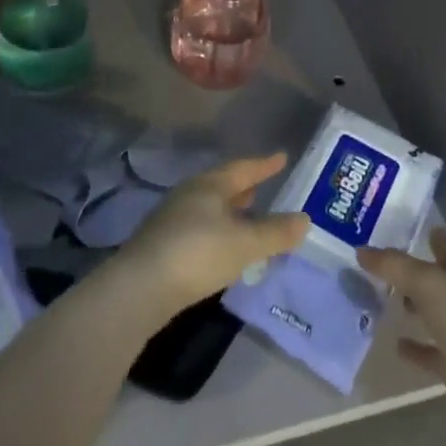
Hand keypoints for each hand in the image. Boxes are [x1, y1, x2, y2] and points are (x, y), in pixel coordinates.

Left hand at [116, 153, 309, 319]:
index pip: (243, 168)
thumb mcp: (245, 244)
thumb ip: (276, 232)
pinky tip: (224, 246)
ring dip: (230, 210)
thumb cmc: (198, 253)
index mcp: (210, 185)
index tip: (282, 157)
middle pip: (223, 185)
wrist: (140, 288)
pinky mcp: (163, 244)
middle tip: (264, 187)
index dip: (264, 164)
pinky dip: (218, 230)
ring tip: (248, 216)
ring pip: (210, 207)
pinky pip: (200, 227)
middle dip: (245, 187)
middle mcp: (189, 194)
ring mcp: (172, 219)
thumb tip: (305, 219)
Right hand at [358, 229, 445, 445]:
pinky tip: (394, 345)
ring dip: (414, 309)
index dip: (433, 237)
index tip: (410, 227)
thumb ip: (395, 267)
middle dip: (416, 274)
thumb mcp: (430, 285)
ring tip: (380, 301)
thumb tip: (361, 250)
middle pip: (440, 282)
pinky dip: (416, 350)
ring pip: (435, 317)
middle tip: (381, 265)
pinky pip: (433, 355)